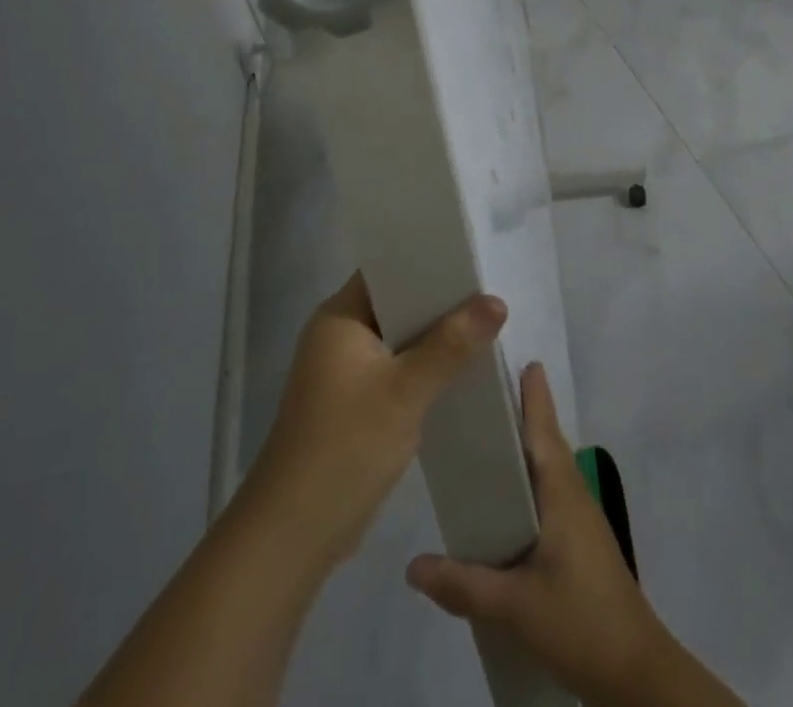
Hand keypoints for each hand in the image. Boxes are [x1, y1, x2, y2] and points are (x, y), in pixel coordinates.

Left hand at [243, 272, 507, 571]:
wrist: (296, 534)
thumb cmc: (345, 447)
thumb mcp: (404, 392)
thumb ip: (451, 345)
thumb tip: (496, 301)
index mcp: (339, 317)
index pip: (387, 269)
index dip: (426, 260)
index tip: (471, 258)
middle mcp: (340, 334)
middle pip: (397, 302)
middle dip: (440, 300)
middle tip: (489, 293)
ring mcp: (346, 370)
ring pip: (400, 338)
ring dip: (435, 336)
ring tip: (485, 325)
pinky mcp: (356, 402)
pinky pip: (397, 368)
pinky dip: (425, 367)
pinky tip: (461, 370)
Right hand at [404, 363, 668, 705]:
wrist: (637, 673)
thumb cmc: (581, 620)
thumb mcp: (517, 606)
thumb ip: (464, 584)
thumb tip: (412, 566)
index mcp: (562, 492)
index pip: (544, 429)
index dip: (532, 394)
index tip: (518, 358)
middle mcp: (574, 494)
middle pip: (546, 442)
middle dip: (522, 414)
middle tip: (485, 393)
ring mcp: (581, 519)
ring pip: (549, 469)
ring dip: (526, 448)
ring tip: (487, 440)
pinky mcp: (580, 543)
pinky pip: (550, 494)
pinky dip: (529, 481)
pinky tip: (506, 502)